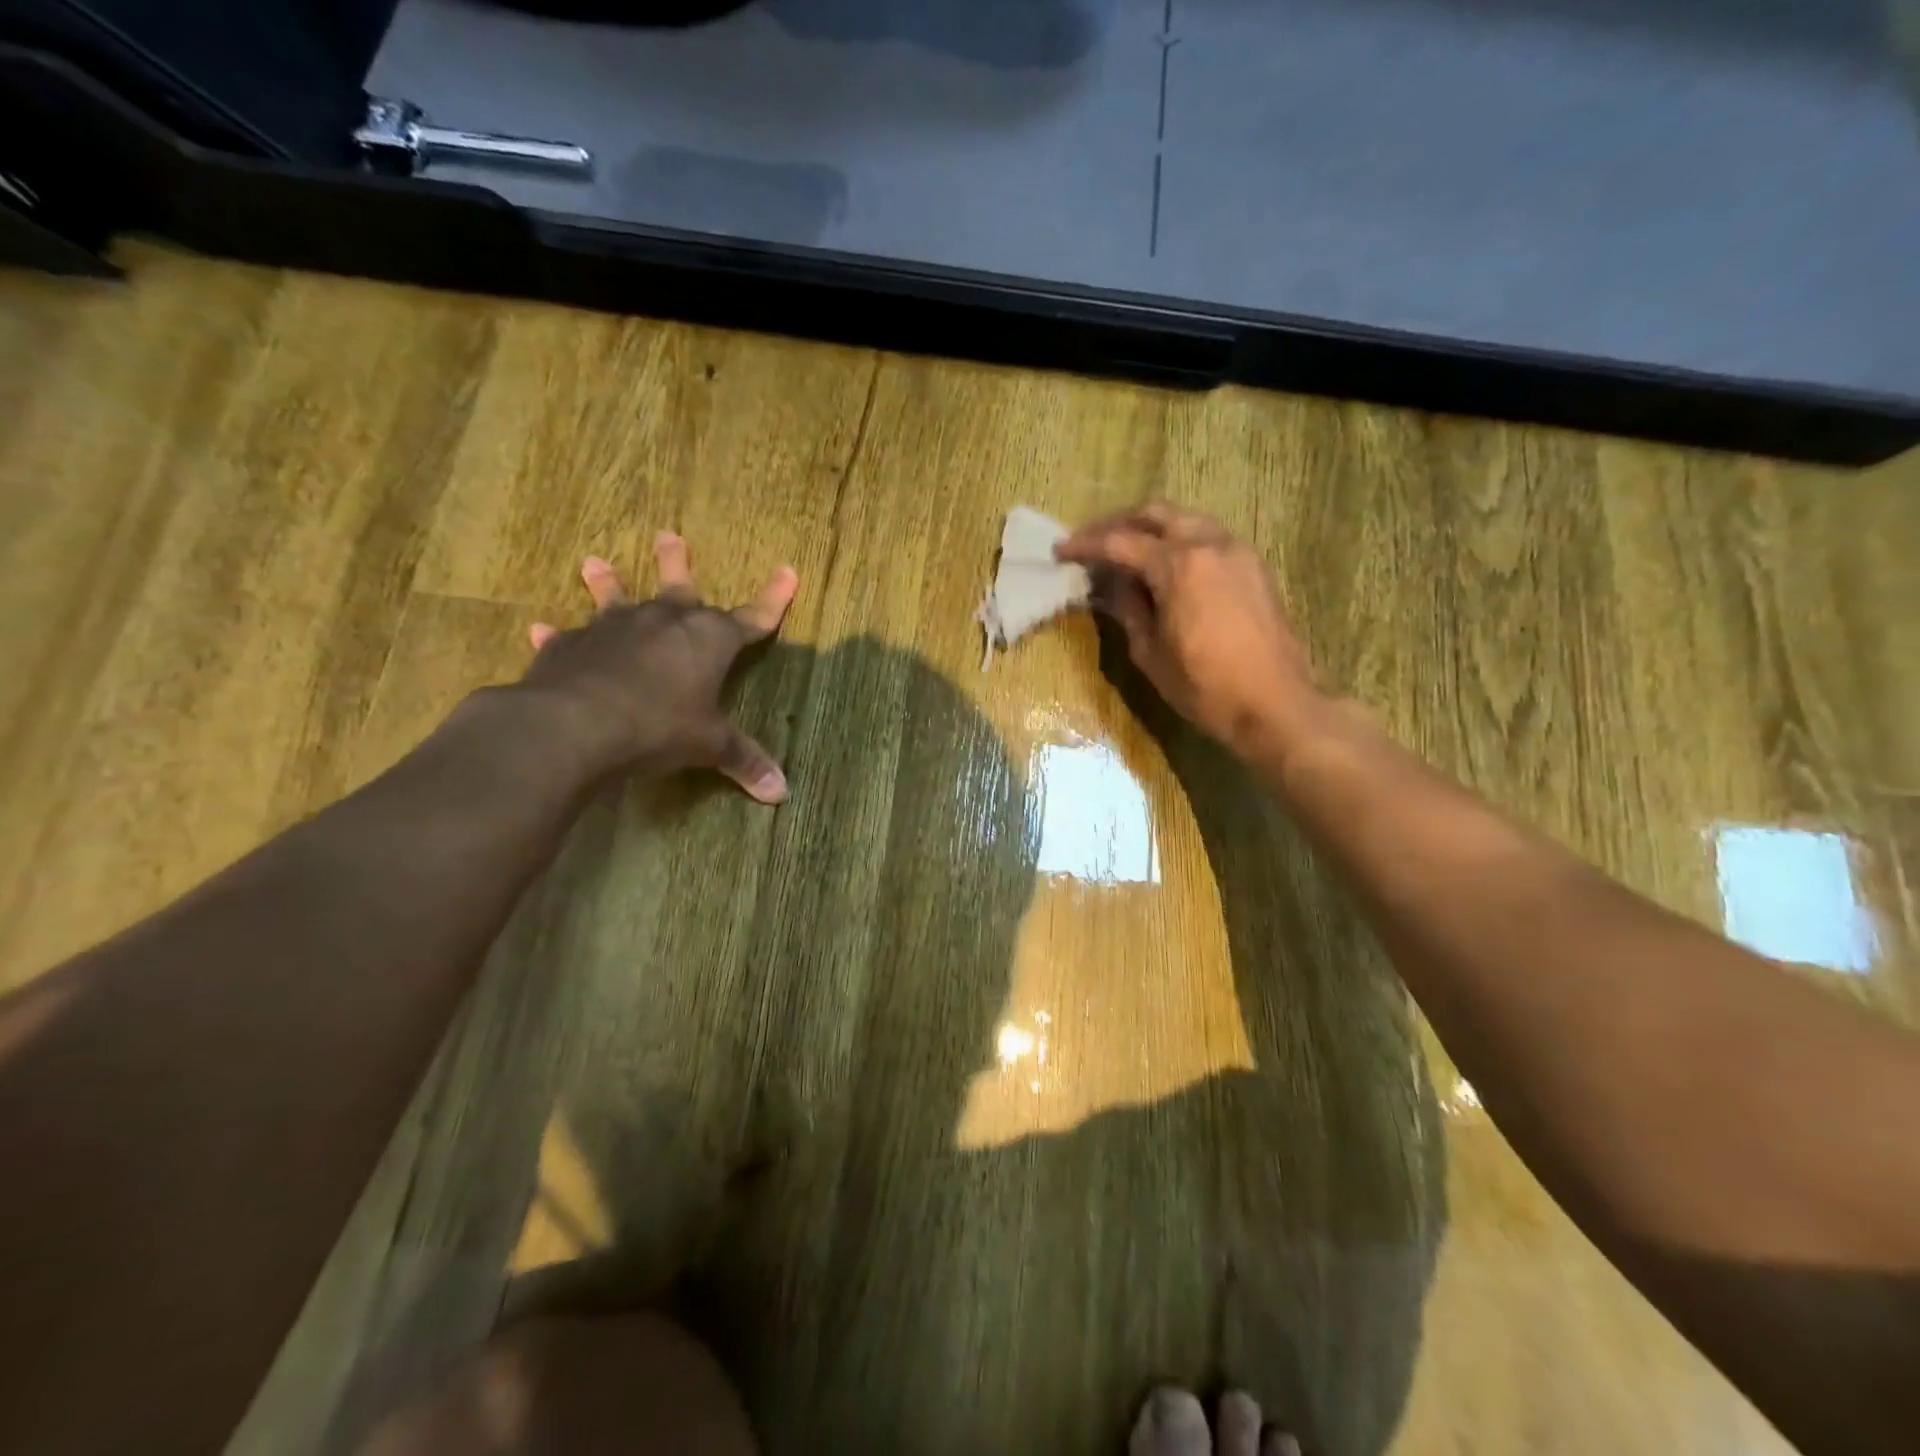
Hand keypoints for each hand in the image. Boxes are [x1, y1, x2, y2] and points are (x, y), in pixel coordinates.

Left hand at [519, 533, 797, 802]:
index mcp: (708, 639)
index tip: (787, 572)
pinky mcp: (570, 647)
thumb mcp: (709, 746)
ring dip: (607, 582)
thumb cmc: (659, 726)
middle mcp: (663, 622)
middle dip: (676, 563)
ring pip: (614, 599)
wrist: (576, 724)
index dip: (773, 600)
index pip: (752, 617)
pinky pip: (566, 638)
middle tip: (669, 536)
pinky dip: (558, 636)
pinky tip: (541, 631)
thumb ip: (744, 761)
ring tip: (594, 562)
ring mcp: (613, 629)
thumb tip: (781, 792)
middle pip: (678, 587)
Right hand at [1056, 504, 1318, 759]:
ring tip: (1128, 552)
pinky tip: (1167, 566)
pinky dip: (1181, 540)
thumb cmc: (1205, 687)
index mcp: (1179, 565)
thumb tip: (1113, 585)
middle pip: (1156, 513)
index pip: (1121, 542)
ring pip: (1186, 519)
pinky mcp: (1254, 566)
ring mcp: (1237, 551)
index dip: (1086, 545)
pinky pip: (1209, 537)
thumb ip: (1128, 609)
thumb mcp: (1151, 653)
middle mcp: (1209, 544)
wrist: (1275, 704)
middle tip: (1094, 542)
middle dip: (1119, 523)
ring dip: (1152, 528)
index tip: (1061, 550)